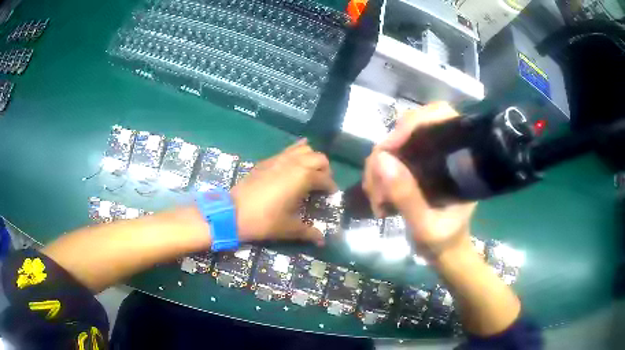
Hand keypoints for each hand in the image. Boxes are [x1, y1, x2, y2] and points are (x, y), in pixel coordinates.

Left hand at [231, 139, 337, 245]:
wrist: (233, 212)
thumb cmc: (265, 220)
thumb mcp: (289, 228)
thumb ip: (309, 232)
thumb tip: (322, 241)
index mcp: (303, 177)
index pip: (325, 179)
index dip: (331, 187)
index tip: (331, 195)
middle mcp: (294, 163)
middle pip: (319, 158)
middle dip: (325, 169)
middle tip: (321, 183)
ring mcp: (279, 159)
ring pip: (303, 149)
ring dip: (311, 158)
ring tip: (309, 172)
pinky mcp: (267, 161)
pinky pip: (287, 151)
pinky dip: (295, 153)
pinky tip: (294, 163)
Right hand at [362, 102, 476, 258]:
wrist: (445, 252)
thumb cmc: (443, 241)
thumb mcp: (424, 226)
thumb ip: (407, 196)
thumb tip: (380, 159)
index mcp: (461, 159)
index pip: (440, 116)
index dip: (412, 124)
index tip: (387, 150)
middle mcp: (447, 150)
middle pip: (413, 126)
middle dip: (388, 150)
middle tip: (374, 182)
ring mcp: (431, 156)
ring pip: (398, 141)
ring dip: (379, 164)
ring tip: (374, 196)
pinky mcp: (418, 165)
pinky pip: (393, 156)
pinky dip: (379, 171)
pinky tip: (376, 193)